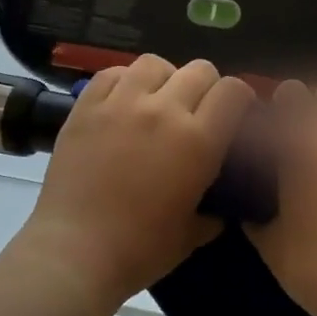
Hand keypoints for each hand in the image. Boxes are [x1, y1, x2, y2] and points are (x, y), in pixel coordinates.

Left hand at [15, 55, 254, 307]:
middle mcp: (163, 110)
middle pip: (199, 70)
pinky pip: (112, 73)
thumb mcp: (193, 234)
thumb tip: (222, 204)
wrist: (76, 252)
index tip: (236, 114)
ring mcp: (120, 103)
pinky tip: (123, 101)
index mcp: (198, 141)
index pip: (233, 91)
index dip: (240, 99)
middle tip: (197, 112)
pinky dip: (124, 81)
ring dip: (165, 79)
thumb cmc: (140, 250)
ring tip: (157, 101)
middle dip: (207, 87)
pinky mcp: (86, 107)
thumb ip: (215, 211)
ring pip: (154, 63)